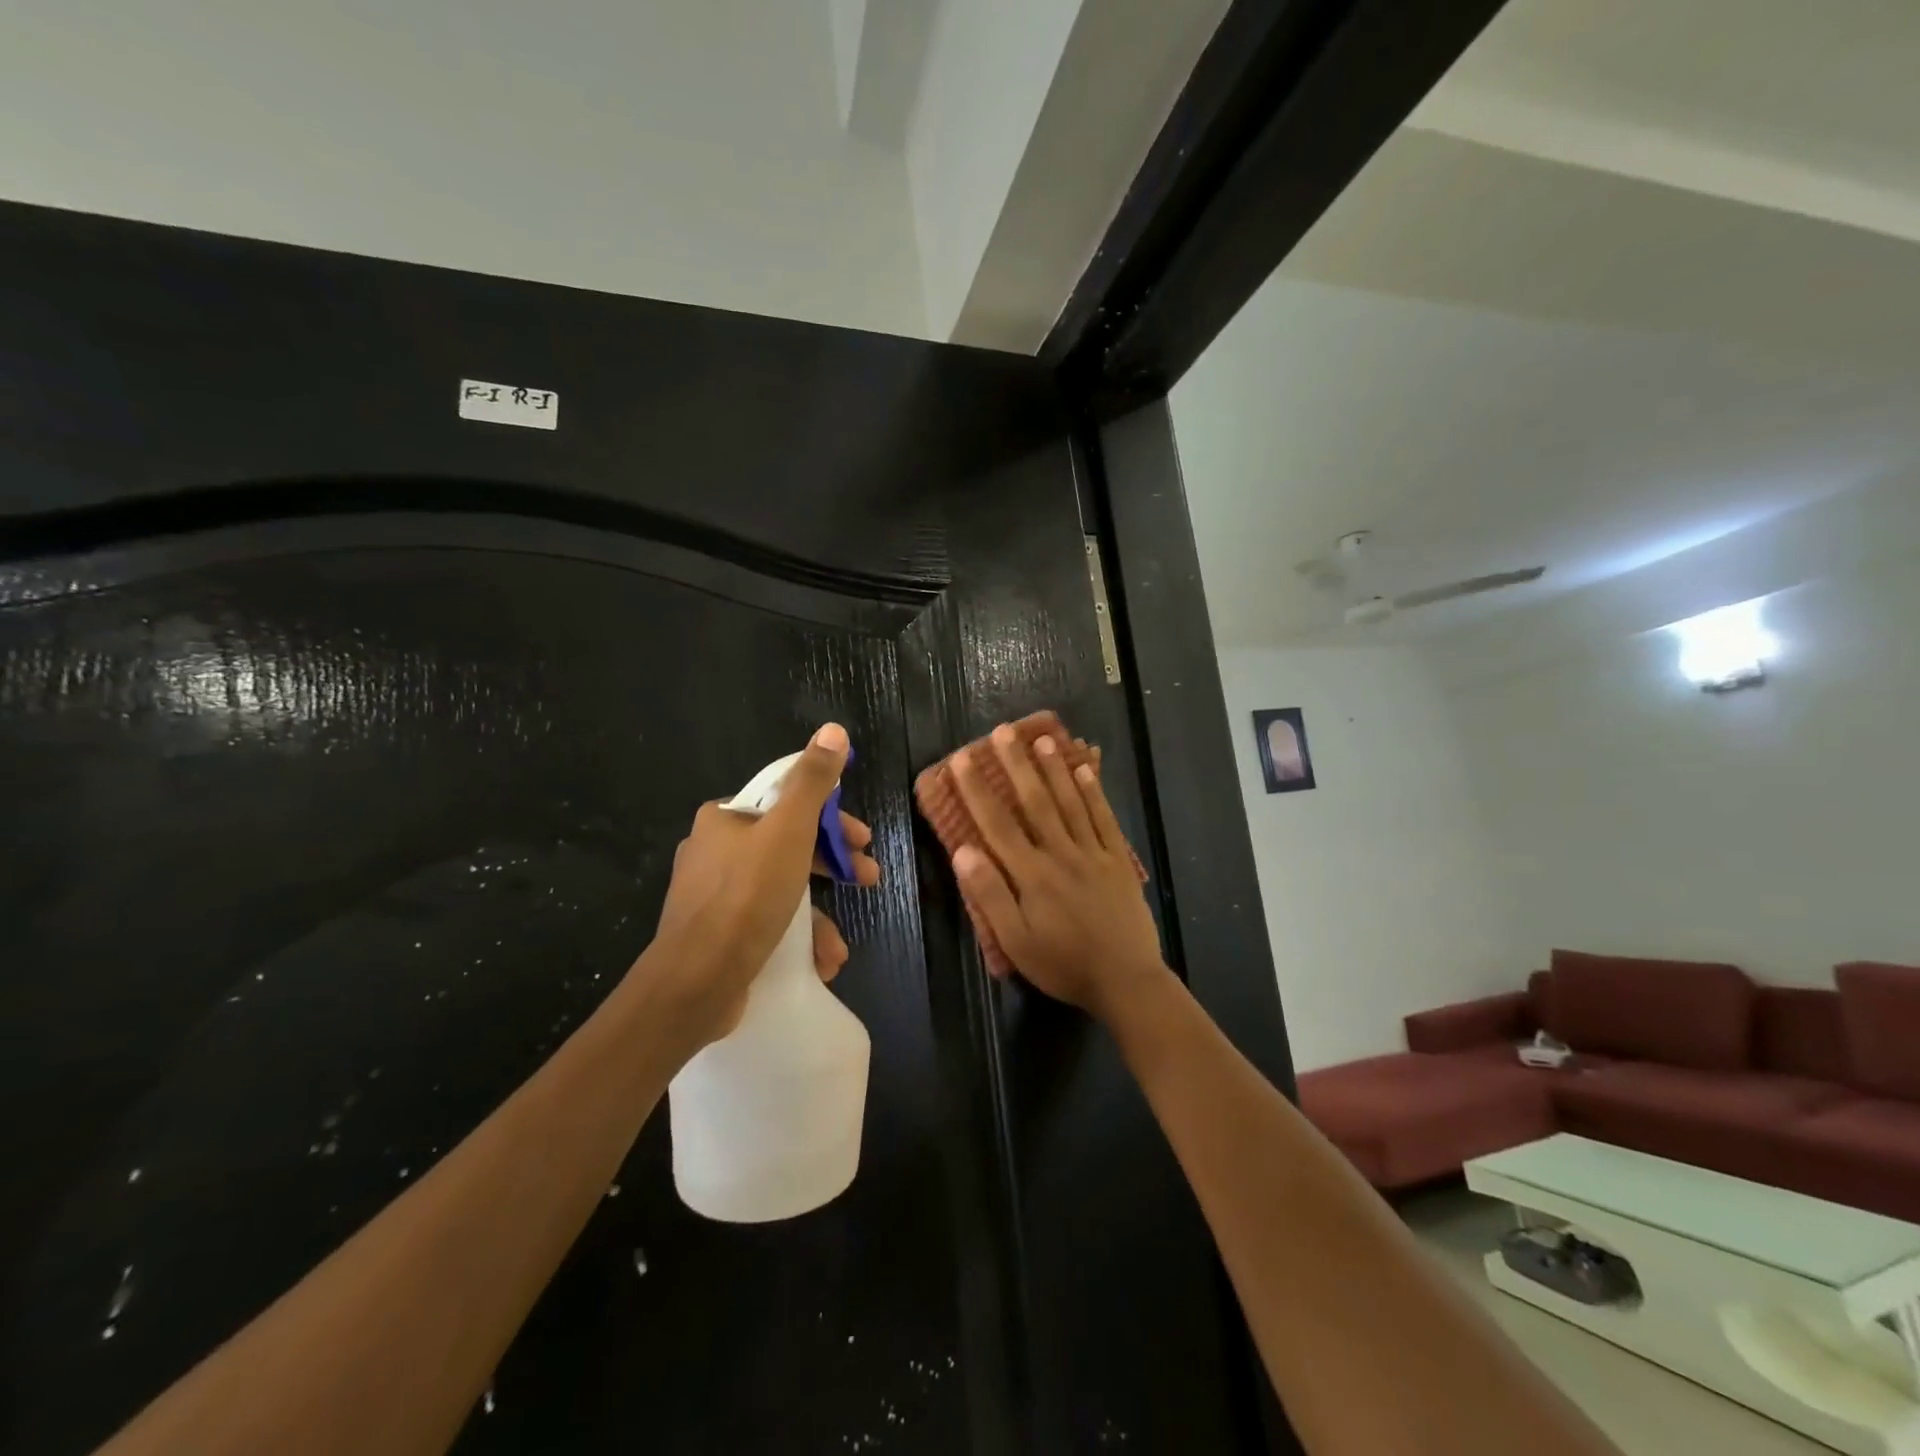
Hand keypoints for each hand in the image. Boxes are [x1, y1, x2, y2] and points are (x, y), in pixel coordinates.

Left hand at [644, 723, 879, 1049]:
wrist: (694, 983)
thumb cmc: (746, 897)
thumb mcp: (789, 831)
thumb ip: (813, 782)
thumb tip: (833, 730)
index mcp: (724, 819)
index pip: (787, 802)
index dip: (832, 818)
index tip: (862, 840)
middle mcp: (713, 850)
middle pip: (788, 845)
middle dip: (833, 865)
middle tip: (867, 878)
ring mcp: (712, 895)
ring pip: (780, 889)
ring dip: (818, 913)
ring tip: (839, 945)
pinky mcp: (716, 934)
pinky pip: (765, 922)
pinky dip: (795, 938)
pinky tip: (818, 960)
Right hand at [950, 724, 1169, 1022]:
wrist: (1125, 981)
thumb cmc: (1063, 964)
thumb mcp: (1015, 942)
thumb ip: (989, 895)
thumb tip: (964, 850)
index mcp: (1031, 874)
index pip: (997, 823)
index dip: (977, 789)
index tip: (962, 759)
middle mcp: (1061, 853)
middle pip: (1035, 801)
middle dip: (1016, 764)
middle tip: (1003, 731)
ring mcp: (1093, 853)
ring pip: (1070, 802)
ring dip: (1054, 769)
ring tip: (1042, 739)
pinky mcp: (1117, 860)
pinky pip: (1104, 818)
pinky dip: (1094, 792)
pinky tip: (1085, 769)